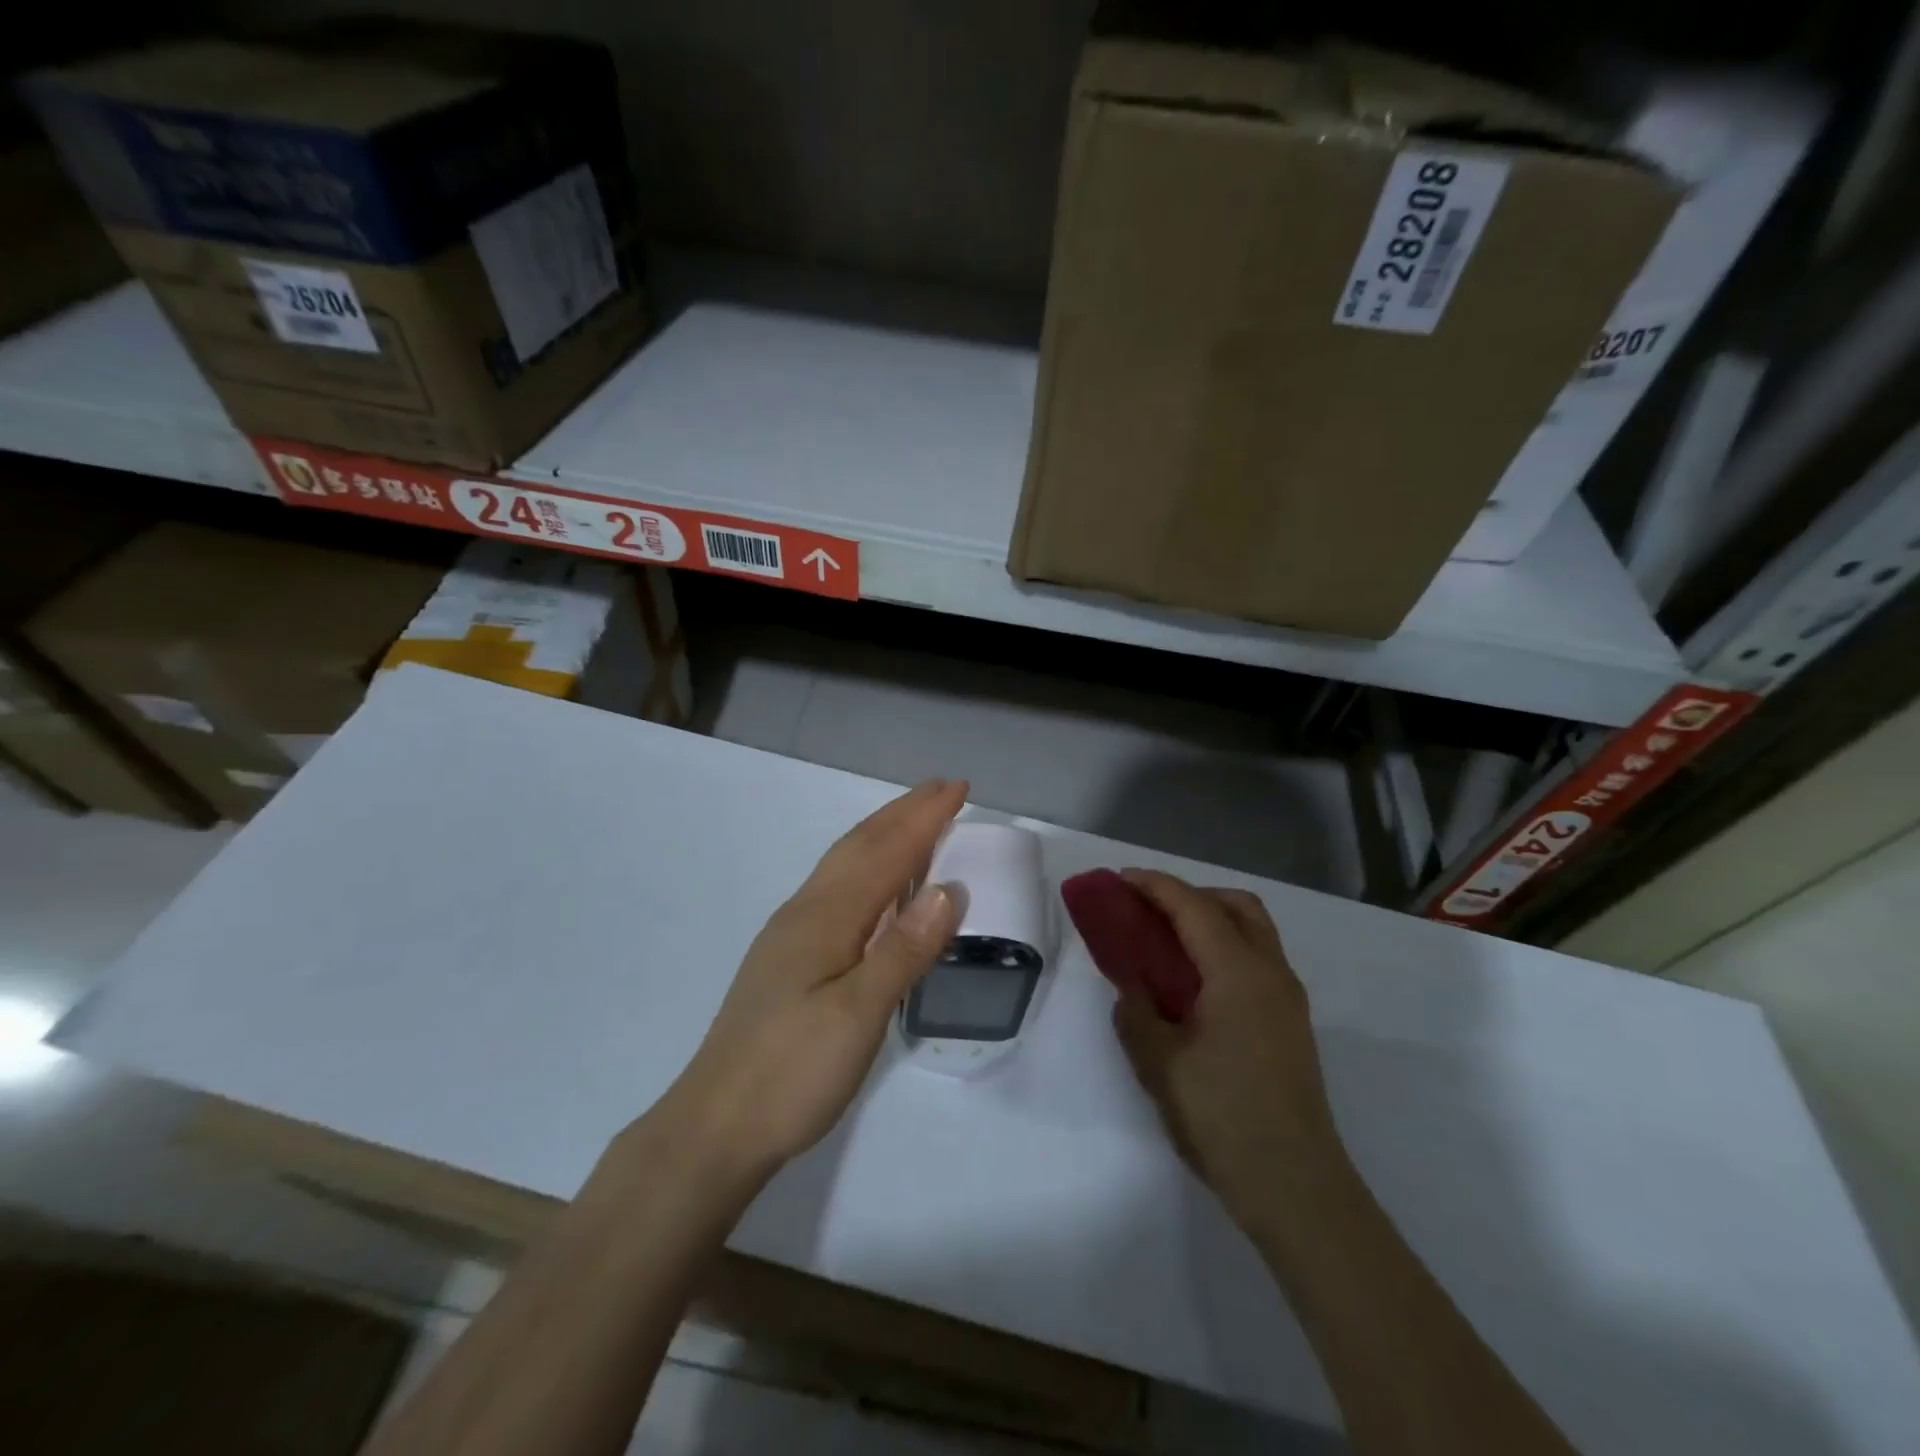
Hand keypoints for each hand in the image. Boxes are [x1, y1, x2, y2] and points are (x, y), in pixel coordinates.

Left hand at [650, 779, 966, 1190]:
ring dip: (883, 834)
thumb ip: (903, 951)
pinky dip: (866, 866)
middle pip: (859, 846)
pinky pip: (837, 888)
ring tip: (915, 820)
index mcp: (825, 918)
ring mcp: (792, 933)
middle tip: (944, 789)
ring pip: (843, 865)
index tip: (959, 789)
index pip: (885, 854)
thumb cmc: (790, 1073)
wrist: (715, 1127)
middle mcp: (806, 912)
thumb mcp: (856, 1017)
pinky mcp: (788, 957)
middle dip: (903, 814)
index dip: (923, 819)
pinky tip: (875, 885)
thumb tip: (948, 889)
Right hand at [1111, 870, 1345, 1230]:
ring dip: (1211, 918)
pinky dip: (1224, 946)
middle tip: (1148, 910)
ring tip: (1168, 942)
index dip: (1155, 886)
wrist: (1296, 1187)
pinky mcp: (1291, 1022)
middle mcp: (1271, 972)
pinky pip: (1257, 958)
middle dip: (1190, 894)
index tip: (1119, 880)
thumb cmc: (1224, 1118)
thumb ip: (1136, 1013)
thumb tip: (1130, 990)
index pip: (1194, 907)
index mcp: (1238, 973)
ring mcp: (1288, 998)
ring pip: (1253, 930)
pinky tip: (1195, 982)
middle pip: (1236, 905)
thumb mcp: (1160, 1064)